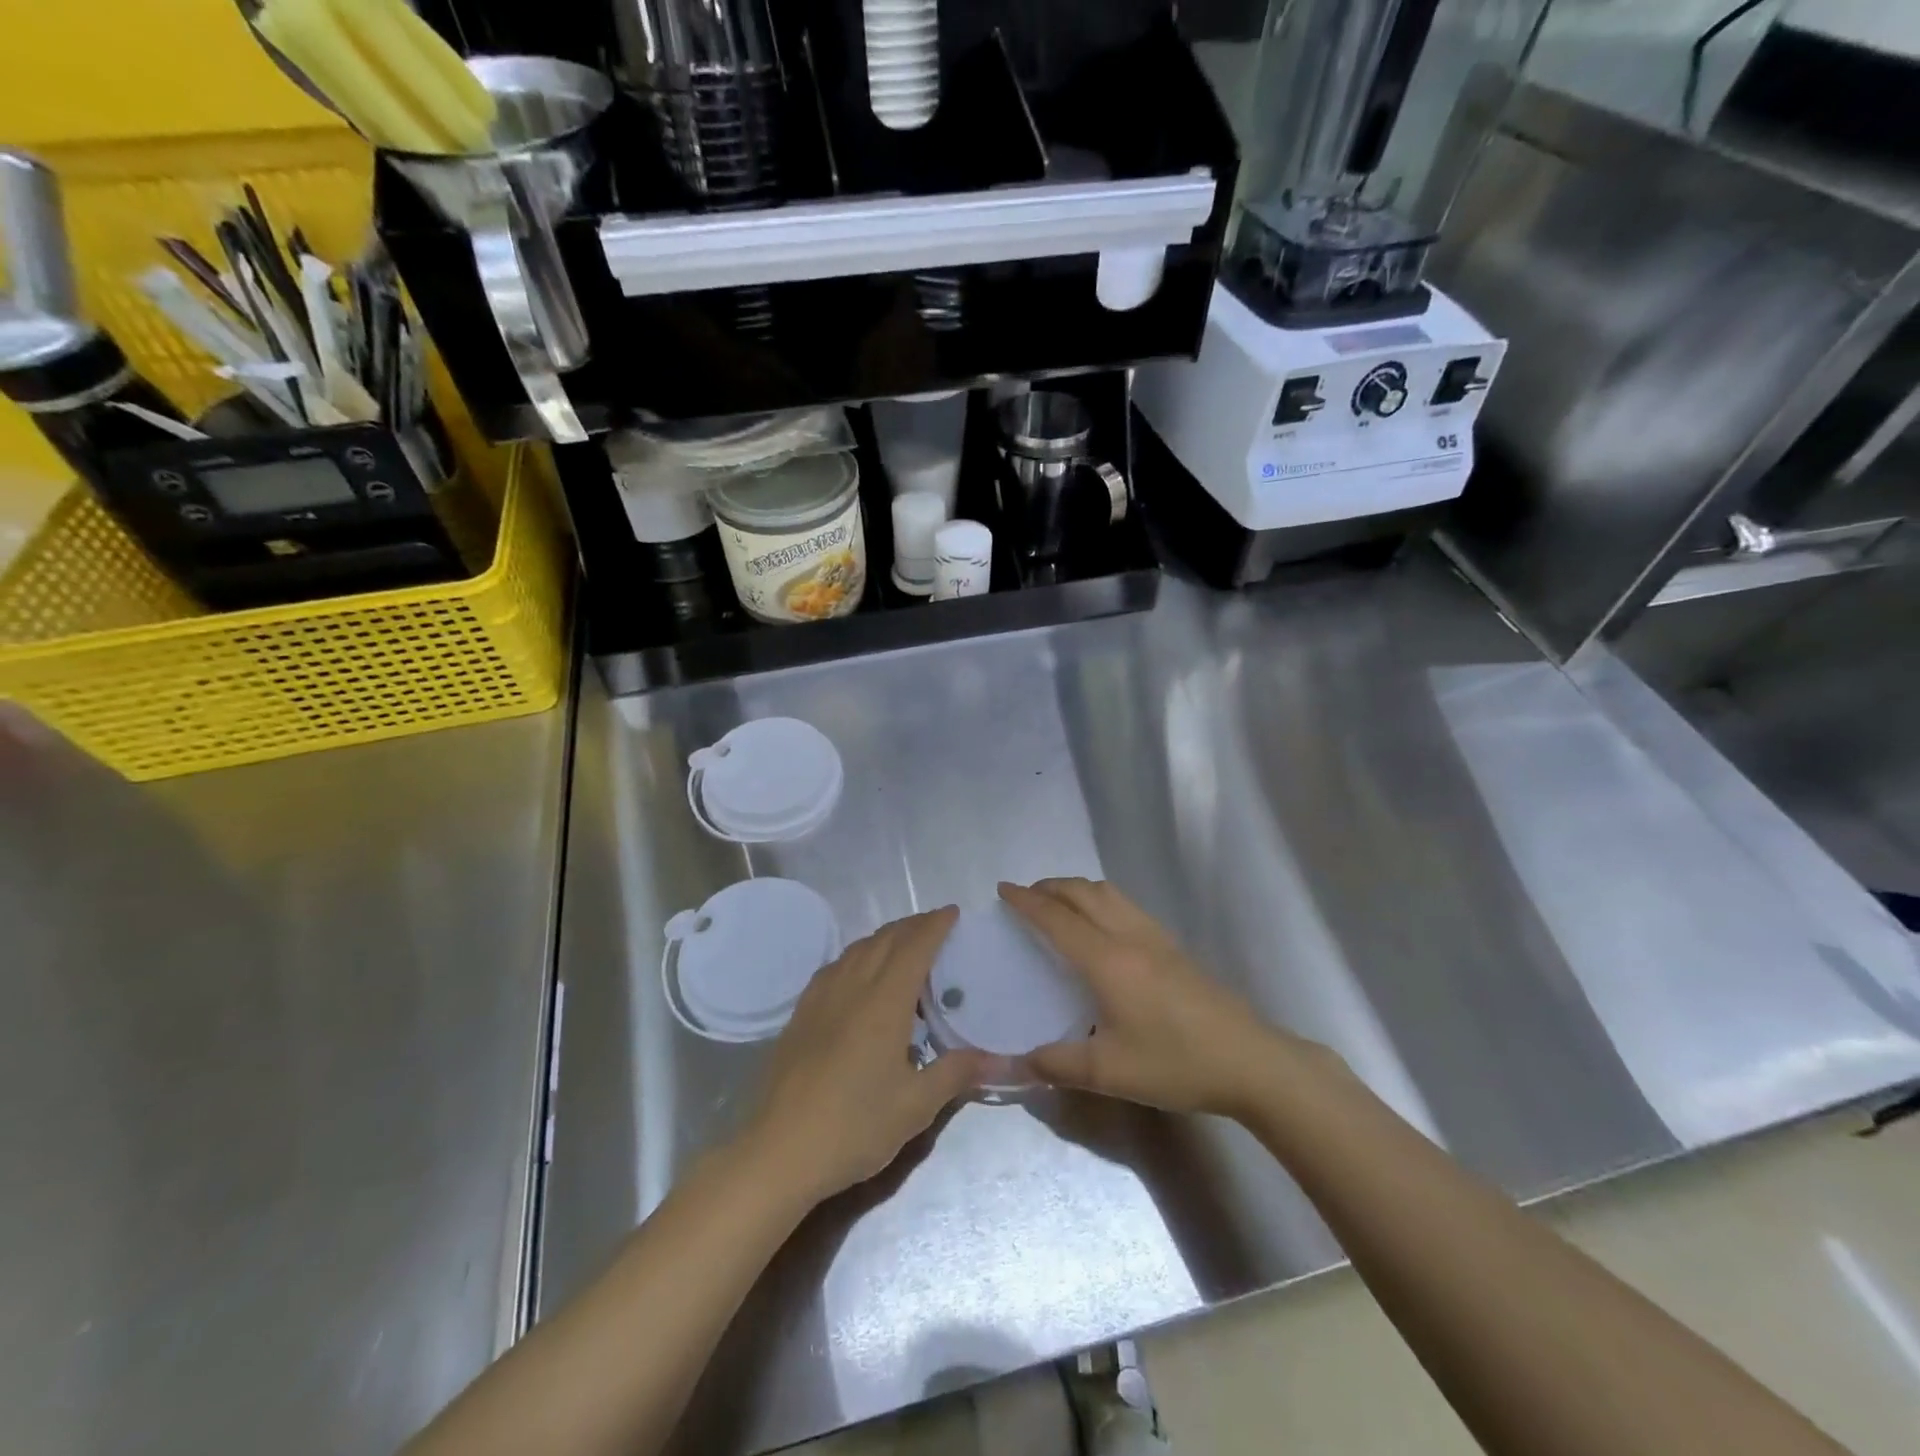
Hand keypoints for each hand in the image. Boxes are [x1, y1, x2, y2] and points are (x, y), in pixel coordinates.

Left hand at [744, 907, 988, 1205]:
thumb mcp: (915, 1106)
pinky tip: (858, 974)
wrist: (780, 1151)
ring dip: (884, 937)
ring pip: (856, 949)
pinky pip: (834, 967)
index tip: (952, 912)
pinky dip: (857, 956)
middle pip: (884, 940)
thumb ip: (956, 1073)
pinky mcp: (801, 1014)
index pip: (914, 948)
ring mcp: (821, 999)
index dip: (935, 926)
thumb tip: (1000, 1059)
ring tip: (902, 944)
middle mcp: (852, 988)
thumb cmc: (854, 1127)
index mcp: (884, 1003)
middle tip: (935, 925)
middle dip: (912, 925)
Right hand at [1000, 878, 1320, 1118]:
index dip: (1026, 901)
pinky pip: (1126, 906)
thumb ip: (1057, 1064)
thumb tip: (1014, 1062)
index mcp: (1107, 960)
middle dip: (1049, 887)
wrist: (1250, 1061)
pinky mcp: (1174, 946)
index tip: (1002, 890)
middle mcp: (1129, 936)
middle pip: (1083, 892)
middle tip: (1025, 897)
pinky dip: (1100, 901)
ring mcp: (1156, 937)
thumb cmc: (1176, 1063)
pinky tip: (1101, 928)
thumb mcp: (1109, 1073)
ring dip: (1076, 889)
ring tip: (1058, 905)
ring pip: (1108, 893)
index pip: (1057, 918)